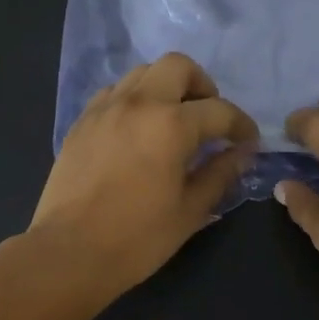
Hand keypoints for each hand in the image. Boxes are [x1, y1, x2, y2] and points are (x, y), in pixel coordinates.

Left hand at [31, 52, 257, 304]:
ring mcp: (105, 108)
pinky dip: (135, 100)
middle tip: (208, 119)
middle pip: (178, 67)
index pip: (219, 110)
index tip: (248, 141)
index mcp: (171, 124)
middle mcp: (138, 103)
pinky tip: (138, 131)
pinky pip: (115, 93)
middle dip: (202, 86)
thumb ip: (220, 174)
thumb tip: (242, 153)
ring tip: (173, 122)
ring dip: (166, 88)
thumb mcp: (190, 210)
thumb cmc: (138, 238)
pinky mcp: (82, 122)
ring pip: (143, 73)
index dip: (241, 124)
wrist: (70, 252)